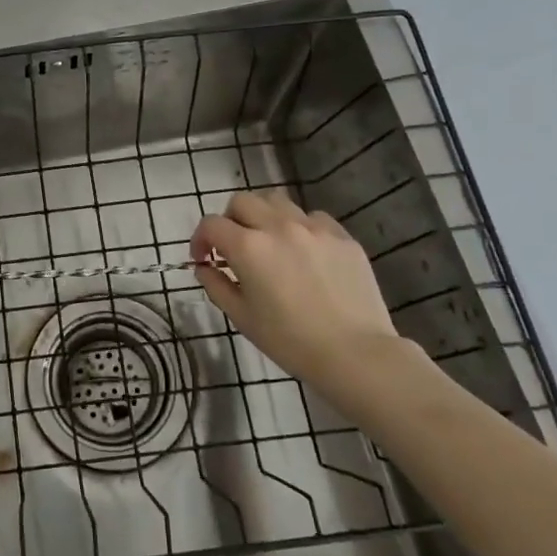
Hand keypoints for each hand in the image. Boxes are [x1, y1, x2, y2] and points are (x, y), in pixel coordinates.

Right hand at [190, 191, 407, 406]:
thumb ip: (216, 285)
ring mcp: (313, 228)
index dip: (200, 239)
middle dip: (230, 220)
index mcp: (248, 247)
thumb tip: (204, 266)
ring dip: (263, 216)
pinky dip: (299, 227)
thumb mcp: (242, 317)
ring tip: (269, 241)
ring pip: (277, 202)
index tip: (204, 258)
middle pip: (242, 201)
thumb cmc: (290, 341)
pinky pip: (312, 217)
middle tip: (234, 247)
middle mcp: (278, 226)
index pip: (211, 224)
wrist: (356, 354)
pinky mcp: (342, 236)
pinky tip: (304, 251)